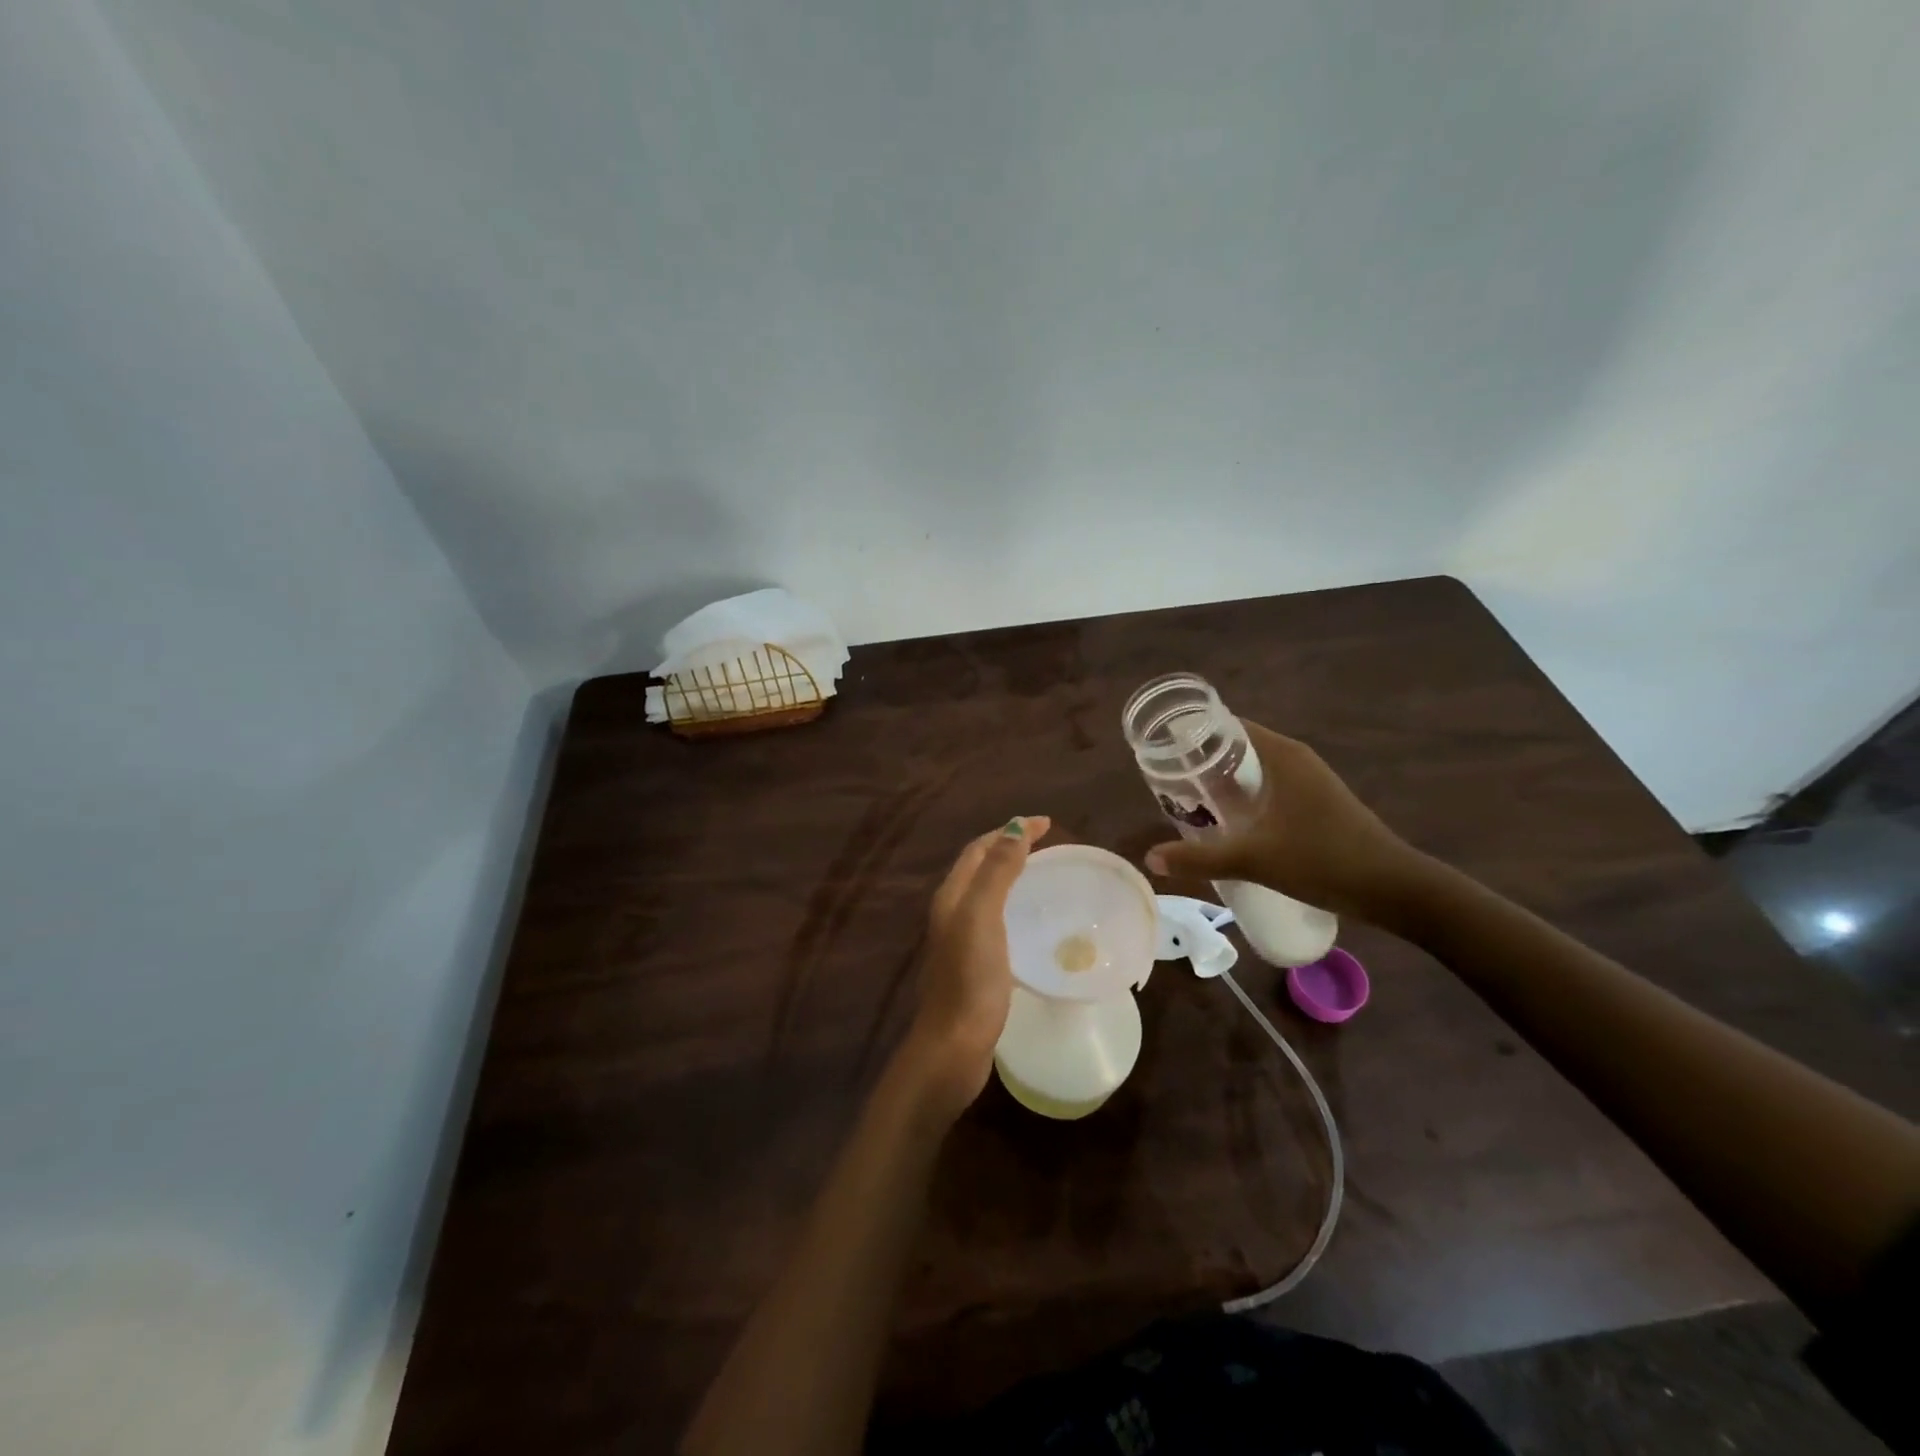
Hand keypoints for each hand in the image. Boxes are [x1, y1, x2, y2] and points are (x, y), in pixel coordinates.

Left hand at [899, 815, 1050, 1115]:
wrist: (953, 1047)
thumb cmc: (970, 980)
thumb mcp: (983, 917)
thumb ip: (996, 872)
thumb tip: (1015, 827)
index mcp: (952, 897)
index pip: (979, 850)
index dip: (1009, 832)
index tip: (1047, 824)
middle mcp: (951, 913)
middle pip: (980, 869)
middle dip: (1010, 849)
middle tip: (1048, 847)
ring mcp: (960, 941)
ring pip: (986, 895)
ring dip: (1012, 878)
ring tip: (1045, 877)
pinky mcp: (973, 966)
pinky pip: (995, 922)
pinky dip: (1014, 908)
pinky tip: (1034, 925)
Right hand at [1143, 721, 1424, 924]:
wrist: (1393, 888)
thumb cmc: (1323, 860)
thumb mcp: (1254, 860)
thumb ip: (1199, 858)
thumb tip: (1150, 858)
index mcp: (1281, 755)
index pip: (1226, 725)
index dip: (1192, 733)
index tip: (1161, 749)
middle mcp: (1294, 758)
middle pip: (1236, 747)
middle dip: (1200, 762)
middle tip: (1166, 781)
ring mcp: (1308, 780)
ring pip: (1252, 770)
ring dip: (1221, 782)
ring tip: (1187, 801)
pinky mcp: (1315, 802)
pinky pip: (1267, 787)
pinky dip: (1242, 796)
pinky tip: (1226, 822)